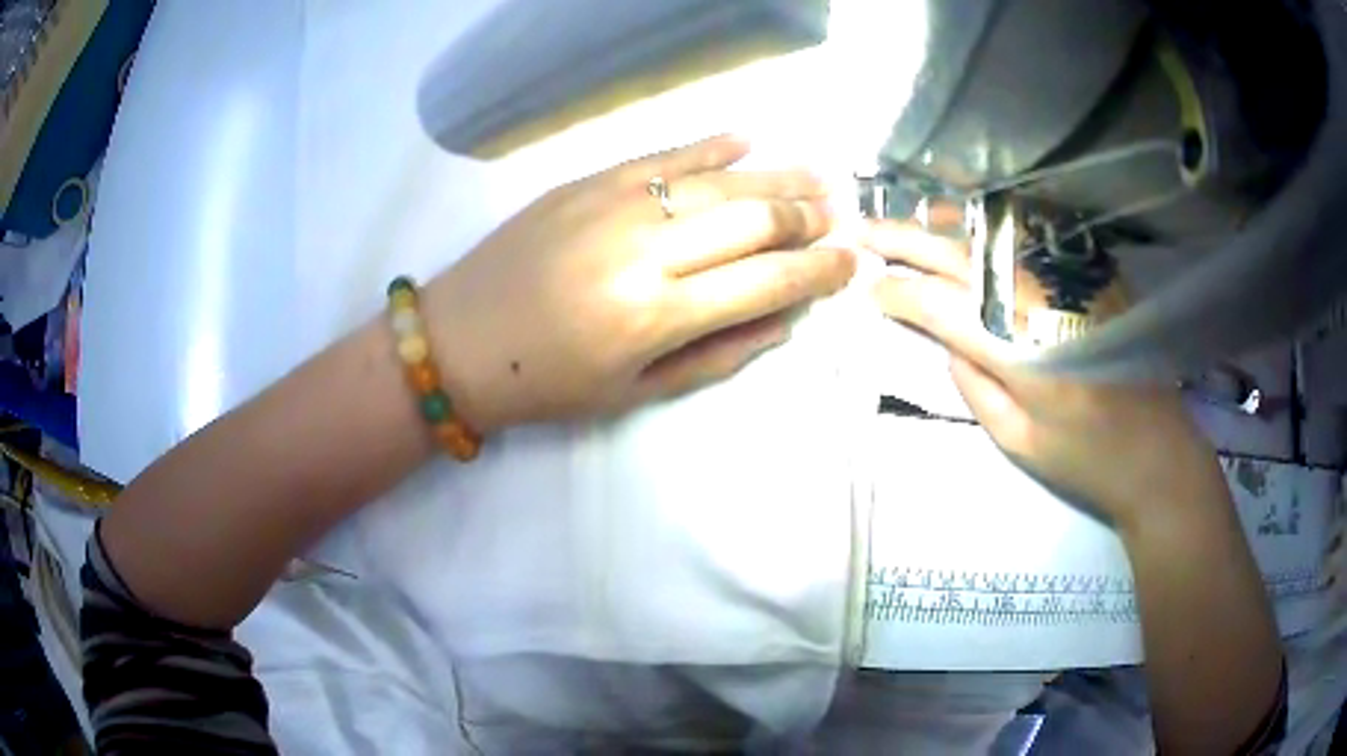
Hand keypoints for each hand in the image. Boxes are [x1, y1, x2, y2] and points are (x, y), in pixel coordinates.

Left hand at [423, 135, 855, 432]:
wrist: (460, 340)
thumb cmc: (548, 383)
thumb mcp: (636, 394)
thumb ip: (719, 355)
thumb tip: (786, 319)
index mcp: (658, 315)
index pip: (767, 281)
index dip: (820, 270)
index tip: (852, 261)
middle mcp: (646, 250)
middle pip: (754, 218)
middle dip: (808, 216)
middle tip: (840, 215)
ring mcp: (615, 204)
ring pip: (719, 178)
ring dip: (778, 175)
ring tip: (819, 173)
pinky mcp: (588, 179)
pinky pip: (665, 153)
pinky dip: (712, 144)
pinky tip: (748, 138)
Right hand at [864, 221, 1225, 531]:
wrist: (1158, 451)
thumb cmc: (1086, 459)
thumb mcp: (1018, 443)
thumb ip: (974, 386)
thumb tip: (946, 337)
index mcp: (1020, 352)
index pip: (941, 306)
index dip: (899, 293)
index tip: (869, 289)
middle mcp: (1041, 299)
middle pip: (961, 256)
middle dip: (905, 241)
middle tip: (863, 231)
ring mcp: (1070, 277)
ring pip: (995, 233)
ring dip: (945, 222)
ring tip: (910, 221)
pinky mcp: (1092, 271)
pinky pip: (1032, 231)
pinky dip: (994, 222)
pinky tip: (972, 222)